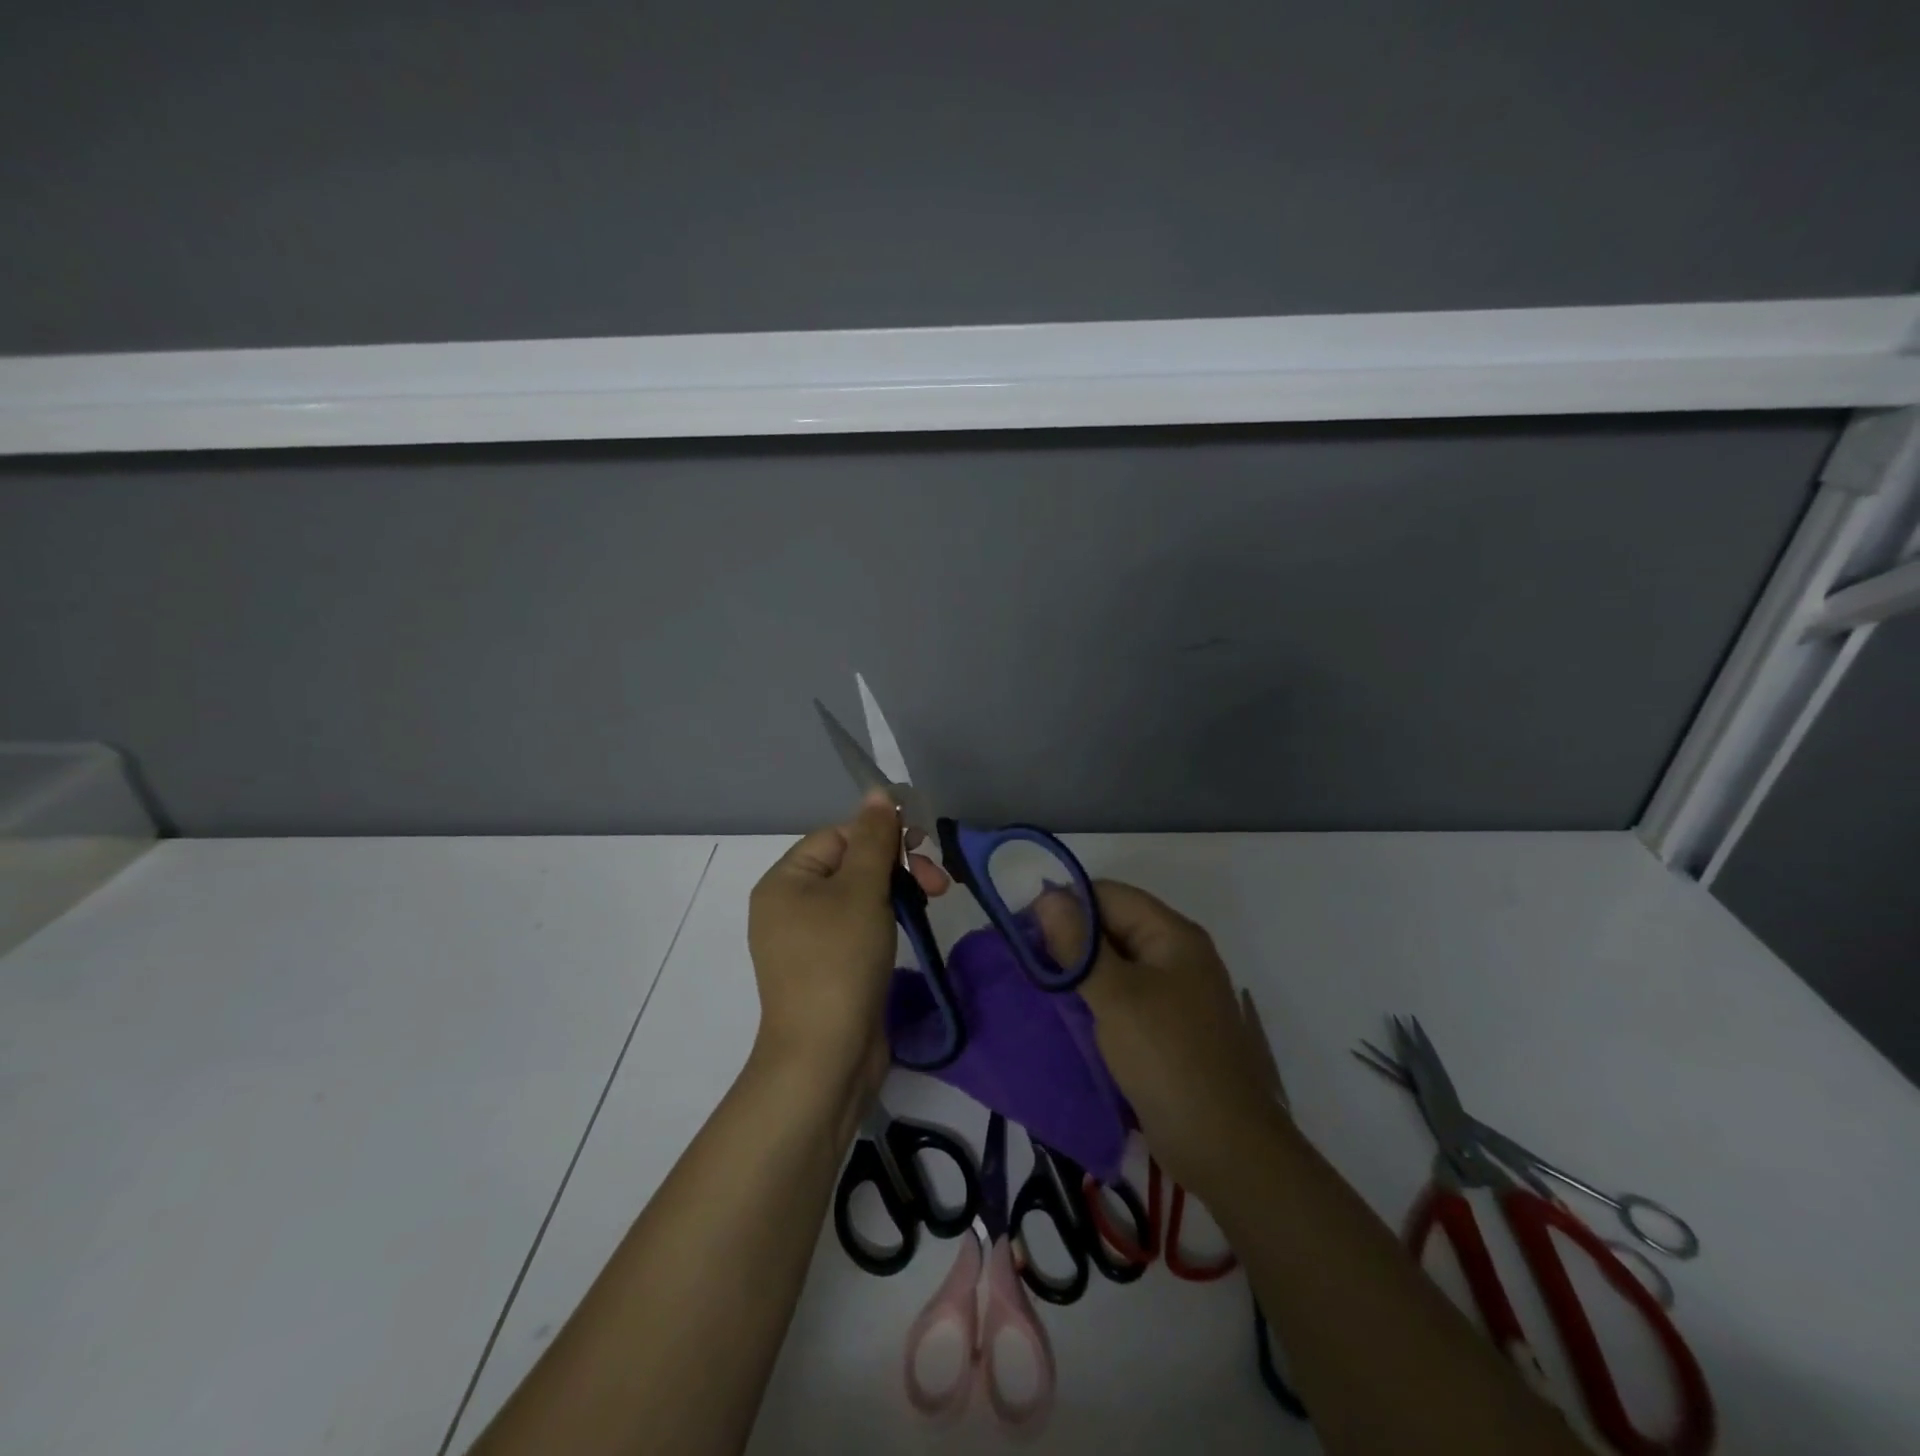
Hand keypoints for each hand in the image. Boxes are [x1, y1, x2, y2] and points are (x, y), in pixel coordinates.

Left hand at [746, 790, 949, 1099]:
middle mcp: (789, 906)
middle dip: (896, 866)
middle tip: (937, 882)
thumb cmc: (840, 960)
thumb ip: (875, 837)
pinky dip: (885, 922)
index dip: (882, 835)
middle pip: (851, 865)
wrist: (825, 1057)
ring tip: (933, 902)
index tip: (923, 845)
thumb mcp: (861, 889)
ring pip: (859, 897)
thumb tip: (878, 790)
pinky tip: (910, 928)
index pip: (839, 836)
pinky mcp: (827, 968)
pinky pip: (857, 928)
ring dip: (897, 892)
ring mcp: (807, 941)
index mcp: (785, 881)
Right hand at [1035, 880, 1278, 1196]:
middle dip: (1068, 938)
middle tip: (1023, 960)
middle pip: (1112, 927)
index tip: (1022, 928)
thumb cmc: (1168, 1059)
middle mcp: (1175, 955)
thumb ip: (1078, 946)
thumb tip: (1046, 896)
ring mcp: (1173, 994)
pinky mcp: (1165, 1028)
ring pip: (1114, 964)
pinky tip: (1064, 1013)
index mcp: (1172, 935)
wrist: (1225, 1148)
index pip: (1109, 895)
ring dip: (1077, 971)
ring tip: (1036, 985)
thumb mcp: (1116, 996)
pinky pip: (1122, 997)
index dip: (1065, 903)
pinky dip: (1093, 999)